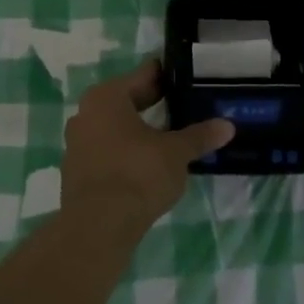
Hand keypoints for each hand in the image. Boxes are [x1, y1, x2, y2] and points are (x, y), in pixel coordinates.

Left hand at [61, 58, 234, 238]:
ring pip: (115, 127)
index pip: (143, 76)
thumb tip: (228, 126)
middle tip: (184, 106)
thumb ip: (199, 136)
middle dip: (154, 104)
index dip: (167, 77)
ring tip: (169, 136)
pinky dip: (126, 152)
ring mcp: (77, 143)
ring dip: (139, 130)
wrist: (97, 228)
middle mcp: (87, 112)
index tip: (187, 78)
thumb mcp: (176, 153)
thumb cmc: (137, 175)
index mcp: (107, 96)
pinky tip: (146, 164)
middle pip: (127, 101)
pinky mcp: (76, 171)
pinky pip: (107, 151)